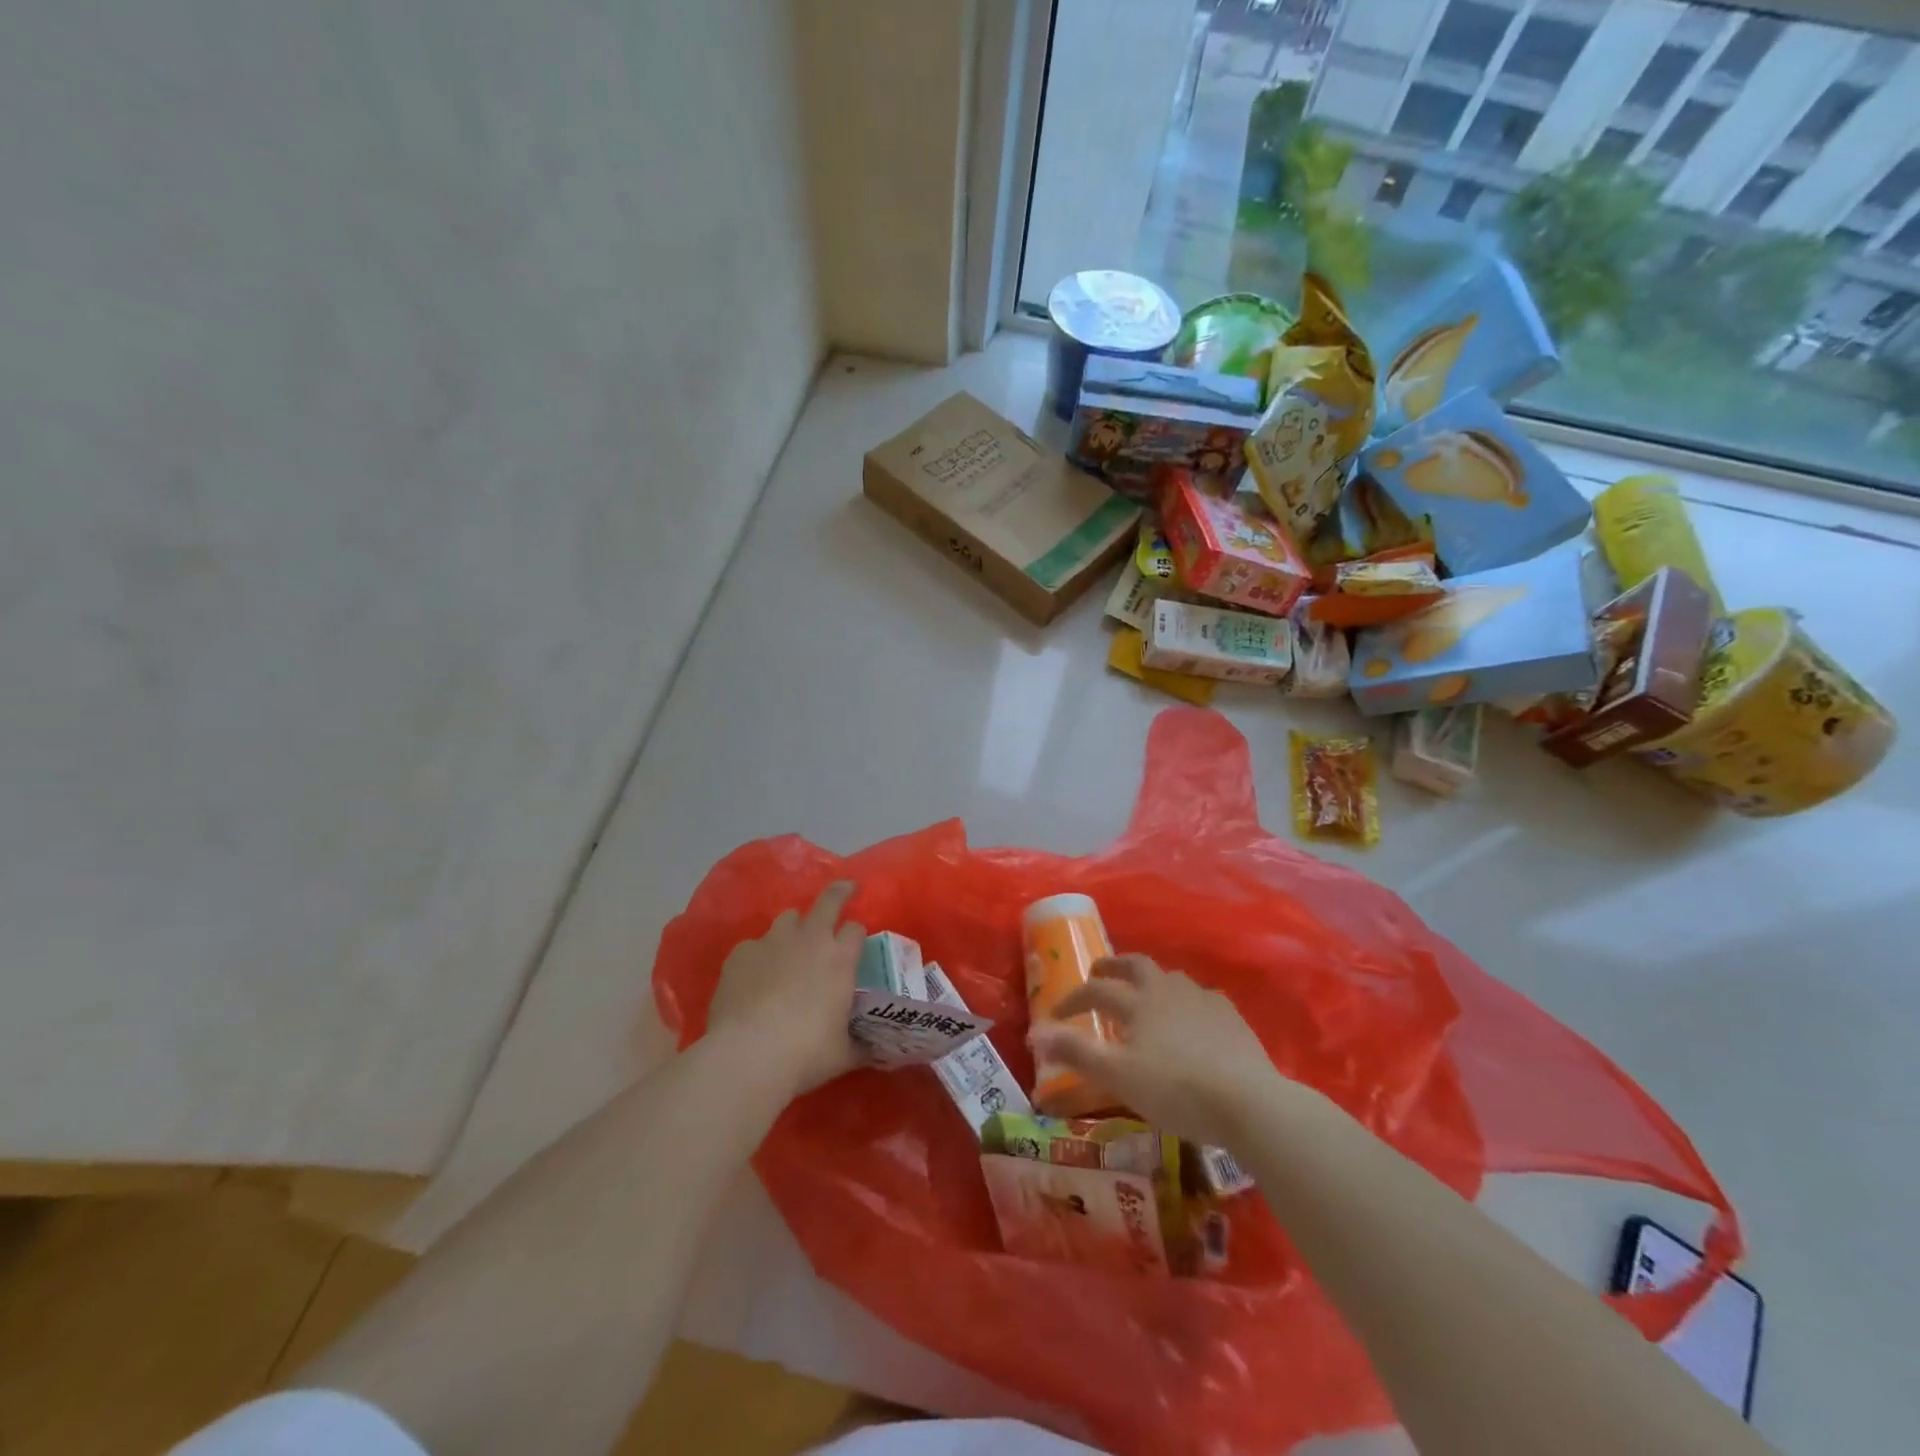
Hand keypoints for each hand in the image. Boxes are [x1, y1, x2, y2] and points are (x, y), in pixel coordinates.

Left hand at [706, 882, 863, 1095]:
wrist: (749, 1054)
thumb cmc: (806, 1053)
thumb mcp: (844, 1053)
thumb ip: (861, 1044)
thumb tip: (879, 1051)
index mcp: (840, 958)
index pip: (855, 929)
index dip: (856, 934)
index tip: (855, 942)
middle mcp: (810, 940)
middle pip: (828, 900)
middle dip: (839, 892)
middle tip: (845, 889)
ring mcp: (773, 942)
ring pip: (788, 918)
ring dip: (795, 926)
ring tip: (792, 945)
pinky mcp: (741, 953)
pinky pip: (754, 945)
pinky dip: (760, 955)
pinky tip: (755, 977)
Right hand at [1028, 954, 1301, 1146]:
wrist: (1248, 1100)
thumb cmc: (1176, 1089)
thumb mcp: (1118, 1077)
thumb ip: (1076, 1054)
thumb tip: (1035, 1034)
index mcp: (1137, 1002)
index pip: (1095, 990)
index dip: (1072, 998)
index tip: (1055, 1014)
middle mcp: (1166, 990)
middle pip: (1135, 965)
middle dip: (1113, 967)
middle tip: (1099, 973)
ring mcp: (1202, 999)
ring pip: (1170, 977)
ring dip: (1150, 981)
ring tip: (1145, 997)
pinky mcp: (1230, 1016)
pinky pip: (1202, 998)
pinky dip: (1186, 1002)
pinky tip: (1192, 1019)